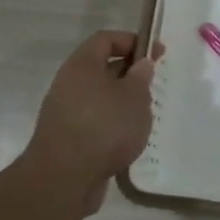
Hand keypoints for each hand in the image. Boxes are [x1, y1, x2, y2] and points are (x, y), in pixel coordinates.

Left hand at [22, 31, 160, 217]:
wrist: (63, 180)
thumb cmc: (104, 127)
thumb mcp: (134, 96)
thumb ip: (141, 76)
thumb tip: (140, 64)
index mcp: (82, 65)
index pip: (106, 39)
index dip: (132, 41)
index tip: (156, 53)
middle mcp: (69, 84)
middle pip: (102, 68)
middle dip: (130, 74)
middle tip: (153, 86)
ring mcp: (64, 112)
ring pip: (99, 97)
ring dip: (122, 103)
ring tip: (144, 117)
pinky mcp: (66, 139)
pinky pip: (93, 121)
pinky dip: (111, 125)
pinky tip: (127, 140)